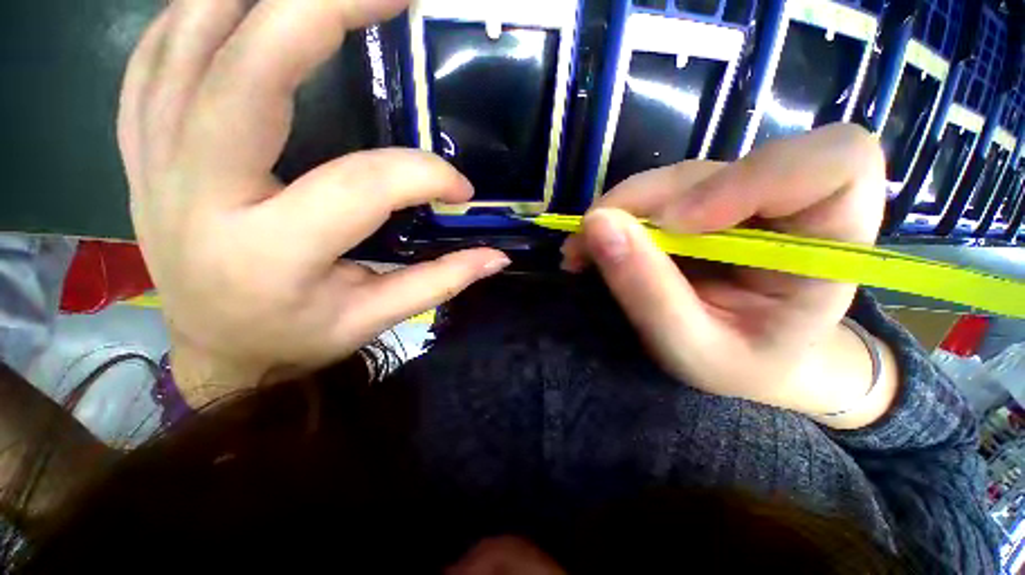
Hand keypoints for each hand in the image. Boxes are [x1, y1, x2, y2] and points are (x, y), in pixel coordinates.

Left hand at [120, 0, 508, 404]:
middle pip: (247, 74)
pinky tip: (237, 3)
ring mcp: (156, 164)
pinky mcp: (143, 153)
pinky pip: (153, 62)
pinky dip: (193, 14)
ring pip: (186, 45)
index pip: (359, 185)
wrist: (218, 351)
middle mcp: (198, 197)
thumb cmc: (297, 338)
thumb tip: (497, 257)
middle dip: (321, 11)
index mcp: (270, 254)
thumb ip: (439, 283)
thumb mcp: (374, 320)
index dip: (423, 176)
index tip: (460, 188)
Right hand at [563, 125, 896, 425]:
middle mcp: (791, 208)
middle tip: (588, 242)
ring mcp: (742, 200)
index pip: (837, 163)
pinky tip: (595, 245)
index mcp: (829, 248)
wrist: (747, 362)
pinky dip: (617, 215)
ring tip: (583, 251)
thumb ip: (647, 290)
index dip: (753, 178)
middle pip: (721, 168)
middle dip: (644, 202)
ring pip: (677, 178)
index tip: (676, 225)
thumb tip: (596, 225)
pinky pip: (656, 193)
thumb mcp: (690, 347)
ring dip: (620, 211)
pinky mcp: (703, 203)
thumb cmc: (738, 366)